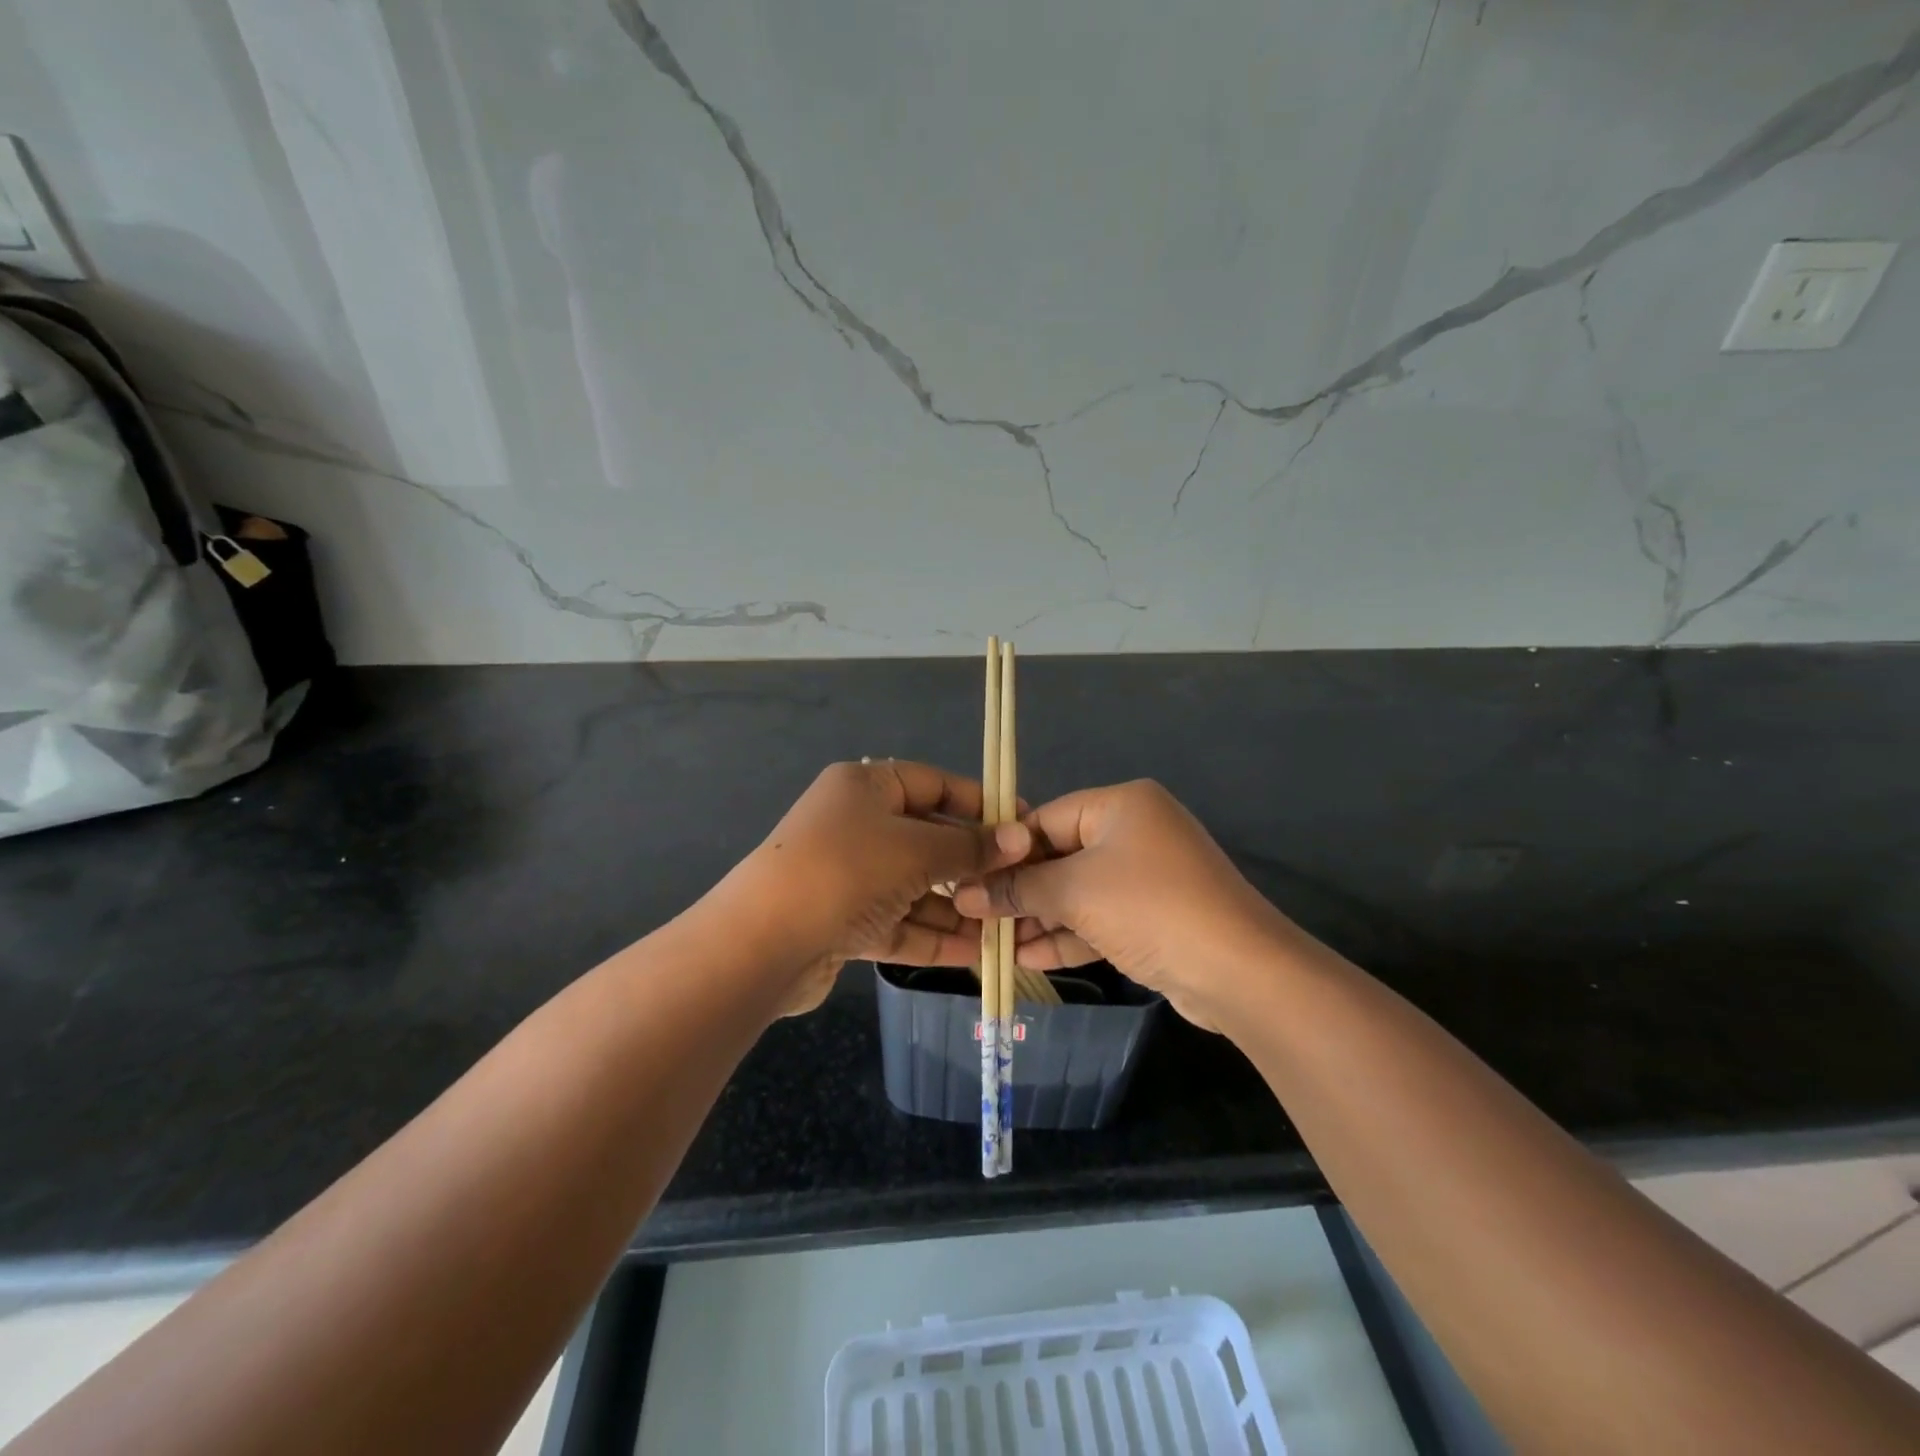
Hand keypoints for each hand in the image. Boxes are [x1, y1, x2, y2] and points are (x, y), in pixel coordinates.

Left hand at [735, 760, 1030, 1013]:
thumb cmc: (846, 871)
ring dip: (957, 907)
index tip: (1023, 827)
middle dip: (972, 865)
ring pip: (915, 886)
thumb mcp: (916, 850)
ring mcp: (848, 875)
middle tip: (1019, 885)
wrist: (761, 944)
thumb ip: (970, 847)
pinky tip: (975, 953)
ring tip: (1005, 927)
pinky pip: (898, 922)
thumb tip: (1021, 838)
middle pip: (927, 839)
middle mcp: (855, 825)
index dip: (980, 804)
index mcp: (866, 787)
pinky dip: (932, 935)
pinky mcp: (843, 922)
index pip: (934, 785)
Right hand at [952, 780, 1287, 1029]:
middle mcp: (1135, 832)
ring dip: (1039, 918)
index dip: (1005, 851)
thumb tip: (964, 894)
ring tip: (992, 944)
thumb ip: (1019, 889)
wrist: (1239, 972)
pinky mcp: (1154, 917)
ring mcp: (1147, 877)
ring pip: (1078, 892)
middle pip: (1060, 856)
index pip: (1045, 819)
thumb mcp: (1075, 892)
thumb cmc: (1149, 908)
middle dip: (1020, 891)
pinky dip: (1068, 935)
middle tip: (974, 917)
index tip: (967, 879)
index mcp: (1120, 805)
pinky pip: (1100, 918)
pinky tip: (1028, 958)